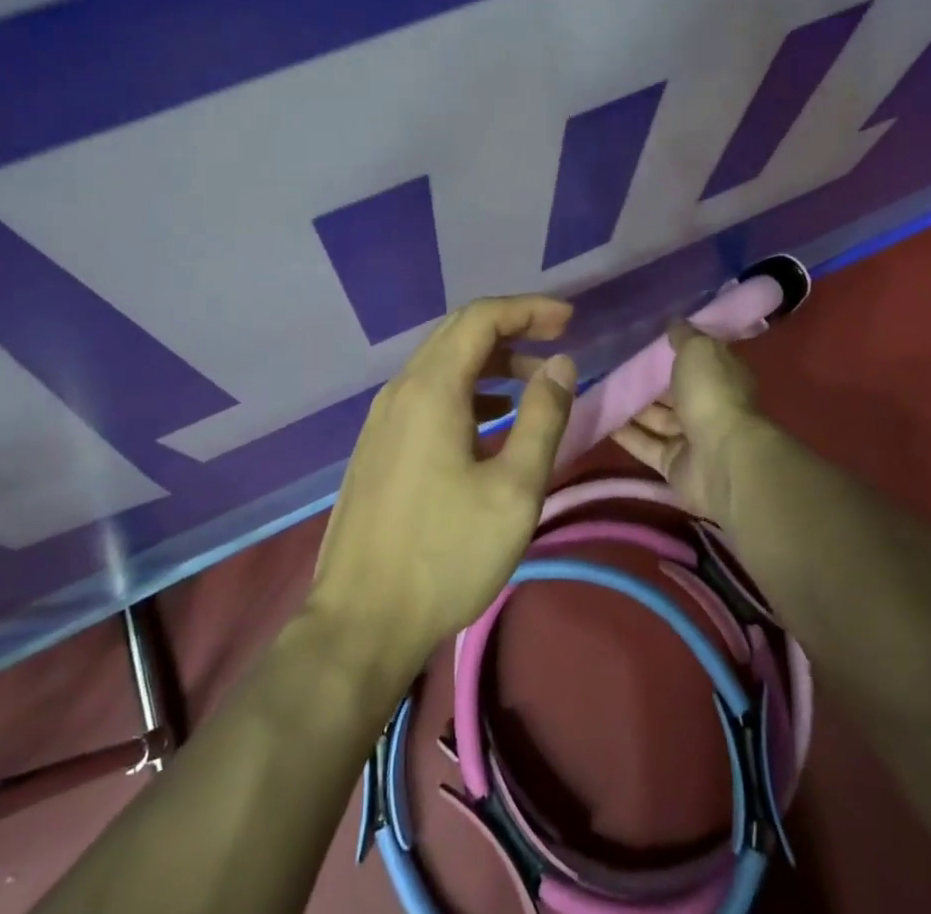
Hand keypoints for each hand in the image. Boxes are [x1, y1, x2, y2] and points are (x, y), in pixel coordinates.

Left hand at [308, 295, 577, 668]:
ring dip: (489, 361)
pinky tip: (490, 421)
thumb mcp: (514, 490)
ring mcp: (383, 417)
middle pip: (458, 332)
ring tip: (532, 384)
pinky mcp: (377, 444)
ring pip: (441, 363)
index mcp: (431, 388)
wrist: (360, 622)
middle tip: (557, 339)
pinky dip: (466, 389)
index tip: (570, 319)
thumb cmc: (445, 556)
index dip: (529, 309)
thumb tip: (561, 364)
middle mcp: (401, 389)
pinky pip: (426, 392)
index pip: (482, 318)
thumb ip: (542, 418)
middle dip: (512, 327)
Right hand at [613, 320, 773, 522]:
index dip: (672, 350)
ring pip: (657, 419)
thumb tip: (674, 320)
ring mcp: (692, 438)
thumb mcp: (698, 349)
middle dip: (647, 381)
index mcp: (721, 376)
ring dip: (632, 407)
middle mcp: (709, 405)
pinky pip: (646, 445)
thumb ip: (683, 335)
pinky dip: (626, 434)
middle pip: (673, 391)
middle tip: (610, 365)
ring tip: (598, 389)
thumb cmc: (712, 393)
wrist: (720, 458)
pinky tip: (600, 419)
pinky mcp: (674, 465)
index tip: (642, 339)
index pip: (696, 359)